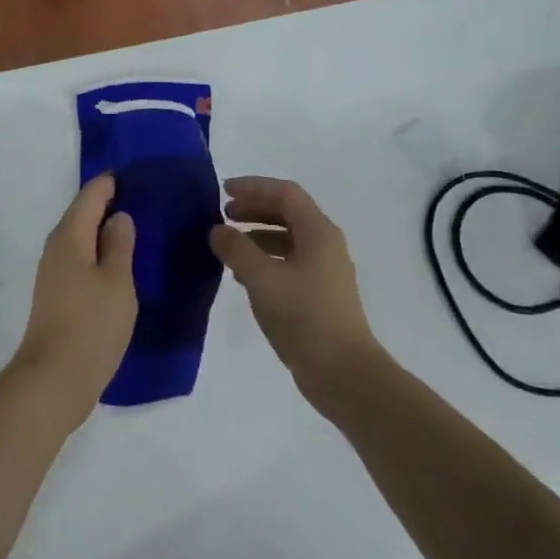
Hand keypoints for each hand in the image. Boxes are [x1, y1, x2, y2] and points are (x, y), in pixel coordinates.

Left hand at [13, 174, 137, 417]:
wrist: (55, 378)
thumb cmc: (91, 324)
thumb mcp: (117, 280)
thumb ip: (120, 244)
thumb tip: (119, 217)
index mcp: (70, 237)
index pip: (91, 195)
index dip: (113, 182)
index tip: (139, 173)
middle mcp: (57, 249)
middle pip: (83, 214)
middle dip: (111, 204)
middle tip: (147, 198)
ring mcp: (55, 274)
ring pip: (83, 239)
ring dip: (107, 231)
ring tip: (141, 228)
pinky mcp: (60, 296)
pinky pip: (83, 261)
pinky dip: (102, 254)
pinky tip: (124, 263)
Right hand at [210, 177, 387, 408]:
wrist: (342, 372)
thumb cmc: (303, 317)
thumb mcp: (262, 279)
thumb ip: (236, 250)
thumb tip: (217, 230)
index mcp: (318, 232)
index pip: (285, 193)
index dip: (253, 187)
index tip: (223, 191)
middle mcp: (325, 244)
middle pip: (288, 213)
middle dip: (254, 209)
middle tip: (223, 214)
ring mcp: (324, 270)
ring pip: (288, 238)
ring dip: (258, 234)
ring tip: (228, 244)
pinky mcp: (319, 293)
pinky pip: (289, 261)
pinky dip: (265, 258)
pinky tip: (243, 275)